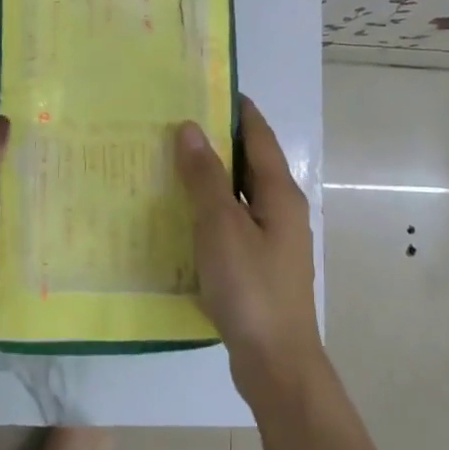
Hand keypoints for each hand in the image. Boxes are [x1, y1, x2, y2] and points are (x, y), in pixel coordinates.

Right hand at [174, 97, 323, 404]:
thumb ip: (205, 177)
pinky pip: (231, 225)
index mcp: (279, 194)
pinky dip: (208, 212)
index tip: (205, 87)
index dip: (236, 109)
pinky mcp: (258, 267)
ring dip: (209, 178)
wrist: (276, 362)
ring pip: (238, 196)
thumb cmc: (251, 288)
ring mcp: (271, 241)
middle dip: (217, 142)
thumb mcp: (222, 227)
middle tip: (172, 125)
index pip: (259, 136)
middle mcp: (281, 211)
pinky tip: (179, 217)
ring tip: (168, 164)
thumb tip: (191, 128)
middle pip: (249, 164)